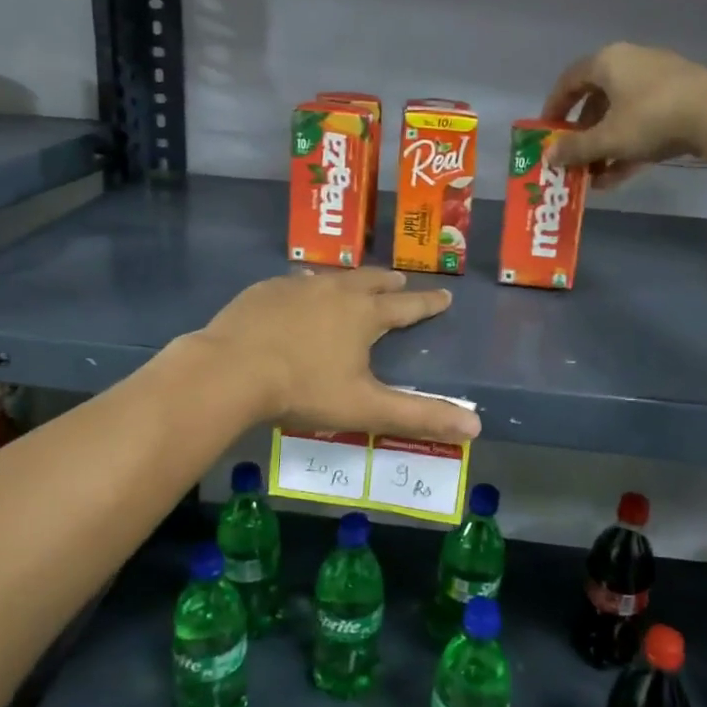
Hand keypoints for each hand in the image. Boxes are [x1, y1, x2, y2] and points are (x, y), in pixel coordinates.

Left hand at [196, 270, 480, 441]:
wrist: (231, 370)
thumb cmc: (303, 389)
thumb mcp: (366, 408)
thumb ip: (420, 417)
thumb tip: (476, 428)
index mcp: (364, 315)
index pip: (407, 306)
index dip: (427, 303)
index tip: (444, 295)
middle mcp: (335, 291)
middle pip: (370, 281)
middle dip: (389, 283)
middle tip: (400, 281)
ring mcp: (296, 287)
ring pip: (332, 278)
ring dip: (348, 282)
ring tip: (352, 284)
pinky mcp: (264, 291)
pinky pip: (295, 283)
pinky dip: (307, 288)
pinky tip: (298, 294)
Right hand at [542, 41, 706, 187]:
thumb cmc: (652, 118)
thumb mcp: (608, 138)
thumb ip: (575, 148)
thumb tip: (547, 156)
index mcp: (609, 62)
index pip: (570, 80)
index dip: (554, 107)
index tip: (546, 132)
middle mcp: (632, 64)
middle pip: (596, 100)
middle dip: (581, 134)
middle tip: (571, 158)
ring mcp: (659, 82)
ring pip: (621, 115)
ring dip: (604, 146)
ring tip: (592, 177)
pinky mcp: (681, 101)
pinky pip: (644, 124)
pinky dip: (628, 148)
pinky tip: (616, 178)